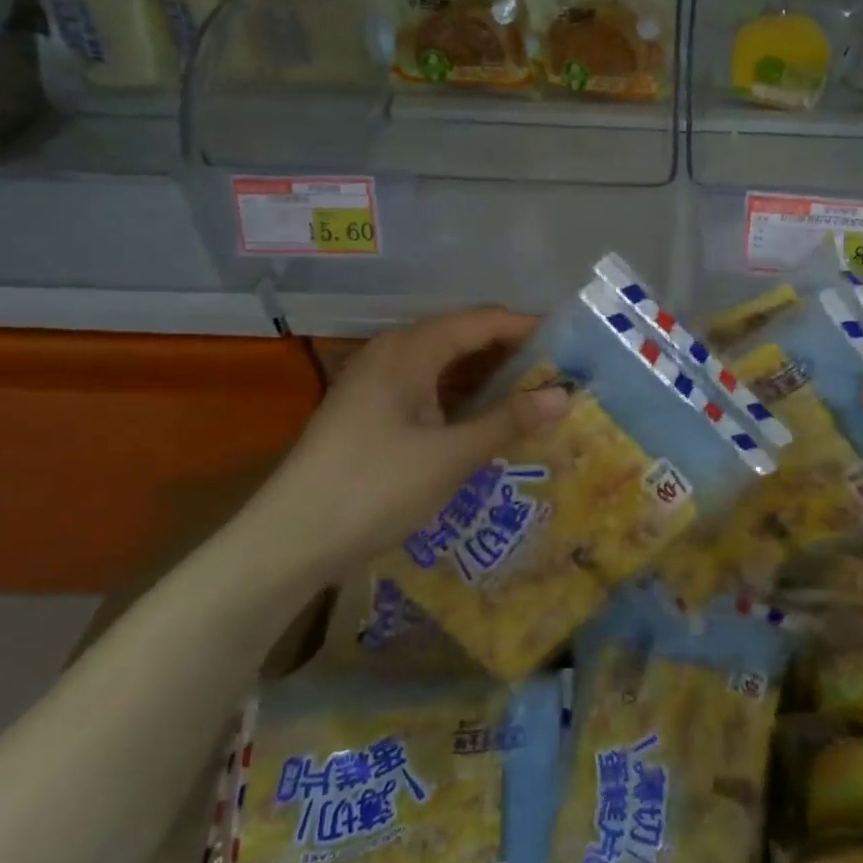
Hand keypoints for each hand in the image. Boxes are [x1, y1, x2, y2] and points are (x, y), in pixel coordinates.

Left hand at [250, 308, 570, 583]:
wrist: (288, 542)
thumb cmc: (373, 488)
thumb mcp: (451, 455)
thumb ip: (510, 420)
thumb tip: (565, 394)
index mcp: (410, 348)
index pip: (483, 320)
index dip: (529, 328)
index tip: (574, 344)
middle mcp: (394, 352)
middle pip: (466, 337)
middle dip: (514, 354)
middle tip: (562, 375)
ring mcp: (380, 382)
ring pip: (448, 365)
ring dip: (491, 378)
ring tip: (537, 396)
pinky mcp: (374, 410)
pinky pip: (431, 388)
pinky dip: (465, 398)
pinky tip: (491, 420)